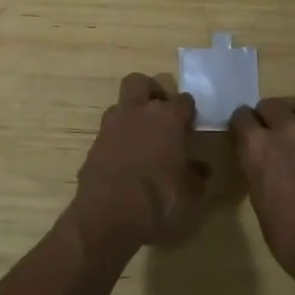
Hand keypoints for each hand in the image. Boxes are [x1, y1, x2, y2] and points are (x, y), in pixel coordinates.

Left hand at [69, 74, 206, 250]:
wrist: (110, 213)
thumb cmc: (160, 198)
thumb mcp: (190, 193)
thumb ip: (195, 175)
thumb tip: (199, 169)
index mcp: (168, 117)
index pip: (184, 100)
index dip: (188, 111)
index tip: (191, 124)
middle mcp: (138, 112)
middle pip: (140, 82)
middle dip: (151, 91)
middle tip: (160, 112)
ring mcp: (111, 125)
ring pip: (120, 105)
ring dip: (131, 115)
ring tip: (141, 138)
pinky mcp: (94, 144)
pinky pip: (108, 133)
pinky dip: (117, 140)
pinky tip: (124, 160)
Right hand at [229, 97, 294, 294]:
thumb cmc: (292, 240)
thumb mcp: (260, 204)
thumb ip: (258, 172)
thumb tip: (262, 164)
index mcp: (259, 147)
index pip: (241, 117)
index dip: (242, 126)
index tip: (245, 136)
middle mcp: (288, 130)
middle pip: (272, 104)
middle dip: (268, 116)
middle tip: (272, 134)